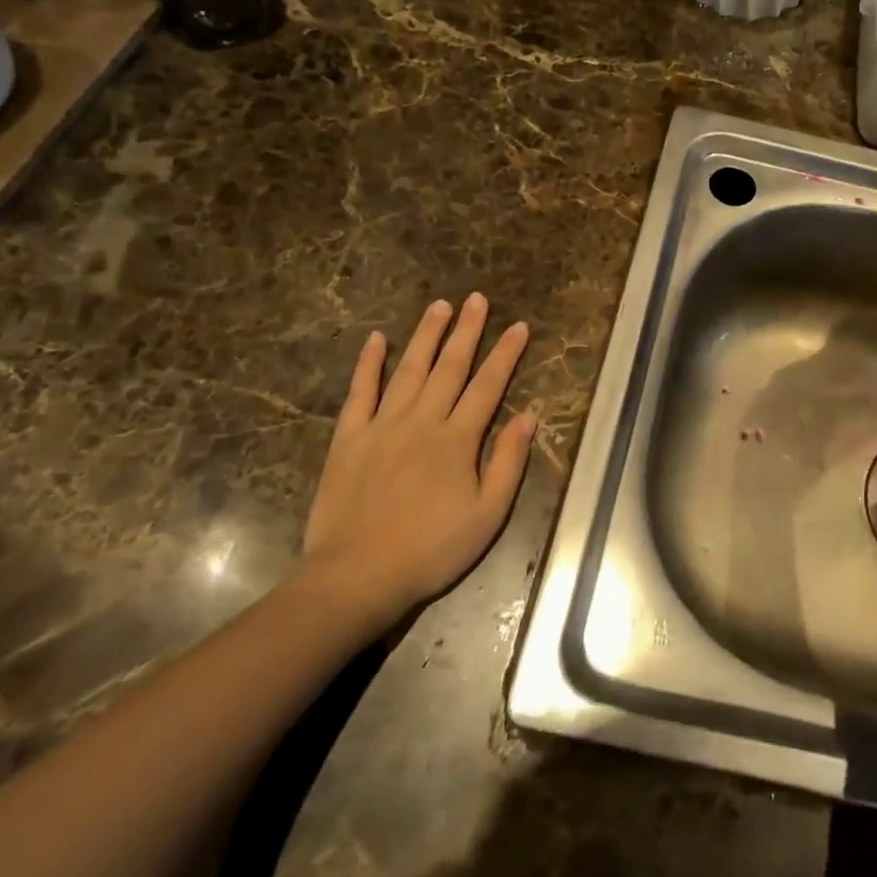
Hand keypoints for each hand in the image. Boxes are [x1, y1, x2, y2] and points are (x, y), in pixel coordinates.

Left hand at [301, 294, 537, 635]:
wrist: (356, 577)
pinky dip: (369, 364)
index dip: (506, 354)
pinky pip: (360, 392)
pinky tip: (377, 339)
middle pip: (450, 366)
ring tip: (439, 306)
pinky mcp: (348, 438)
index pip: (488, 385)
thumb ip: (508, 462)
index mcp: (458, 439)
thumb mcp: (488, 514)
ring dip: (426, 336)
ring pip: (409, 370)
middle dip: (467, 330)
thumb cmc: (432, 549)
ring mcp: (382, 425)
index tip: (519, 326)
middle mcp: (422, 421)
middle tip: (477, 299)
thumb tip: (528, 416)